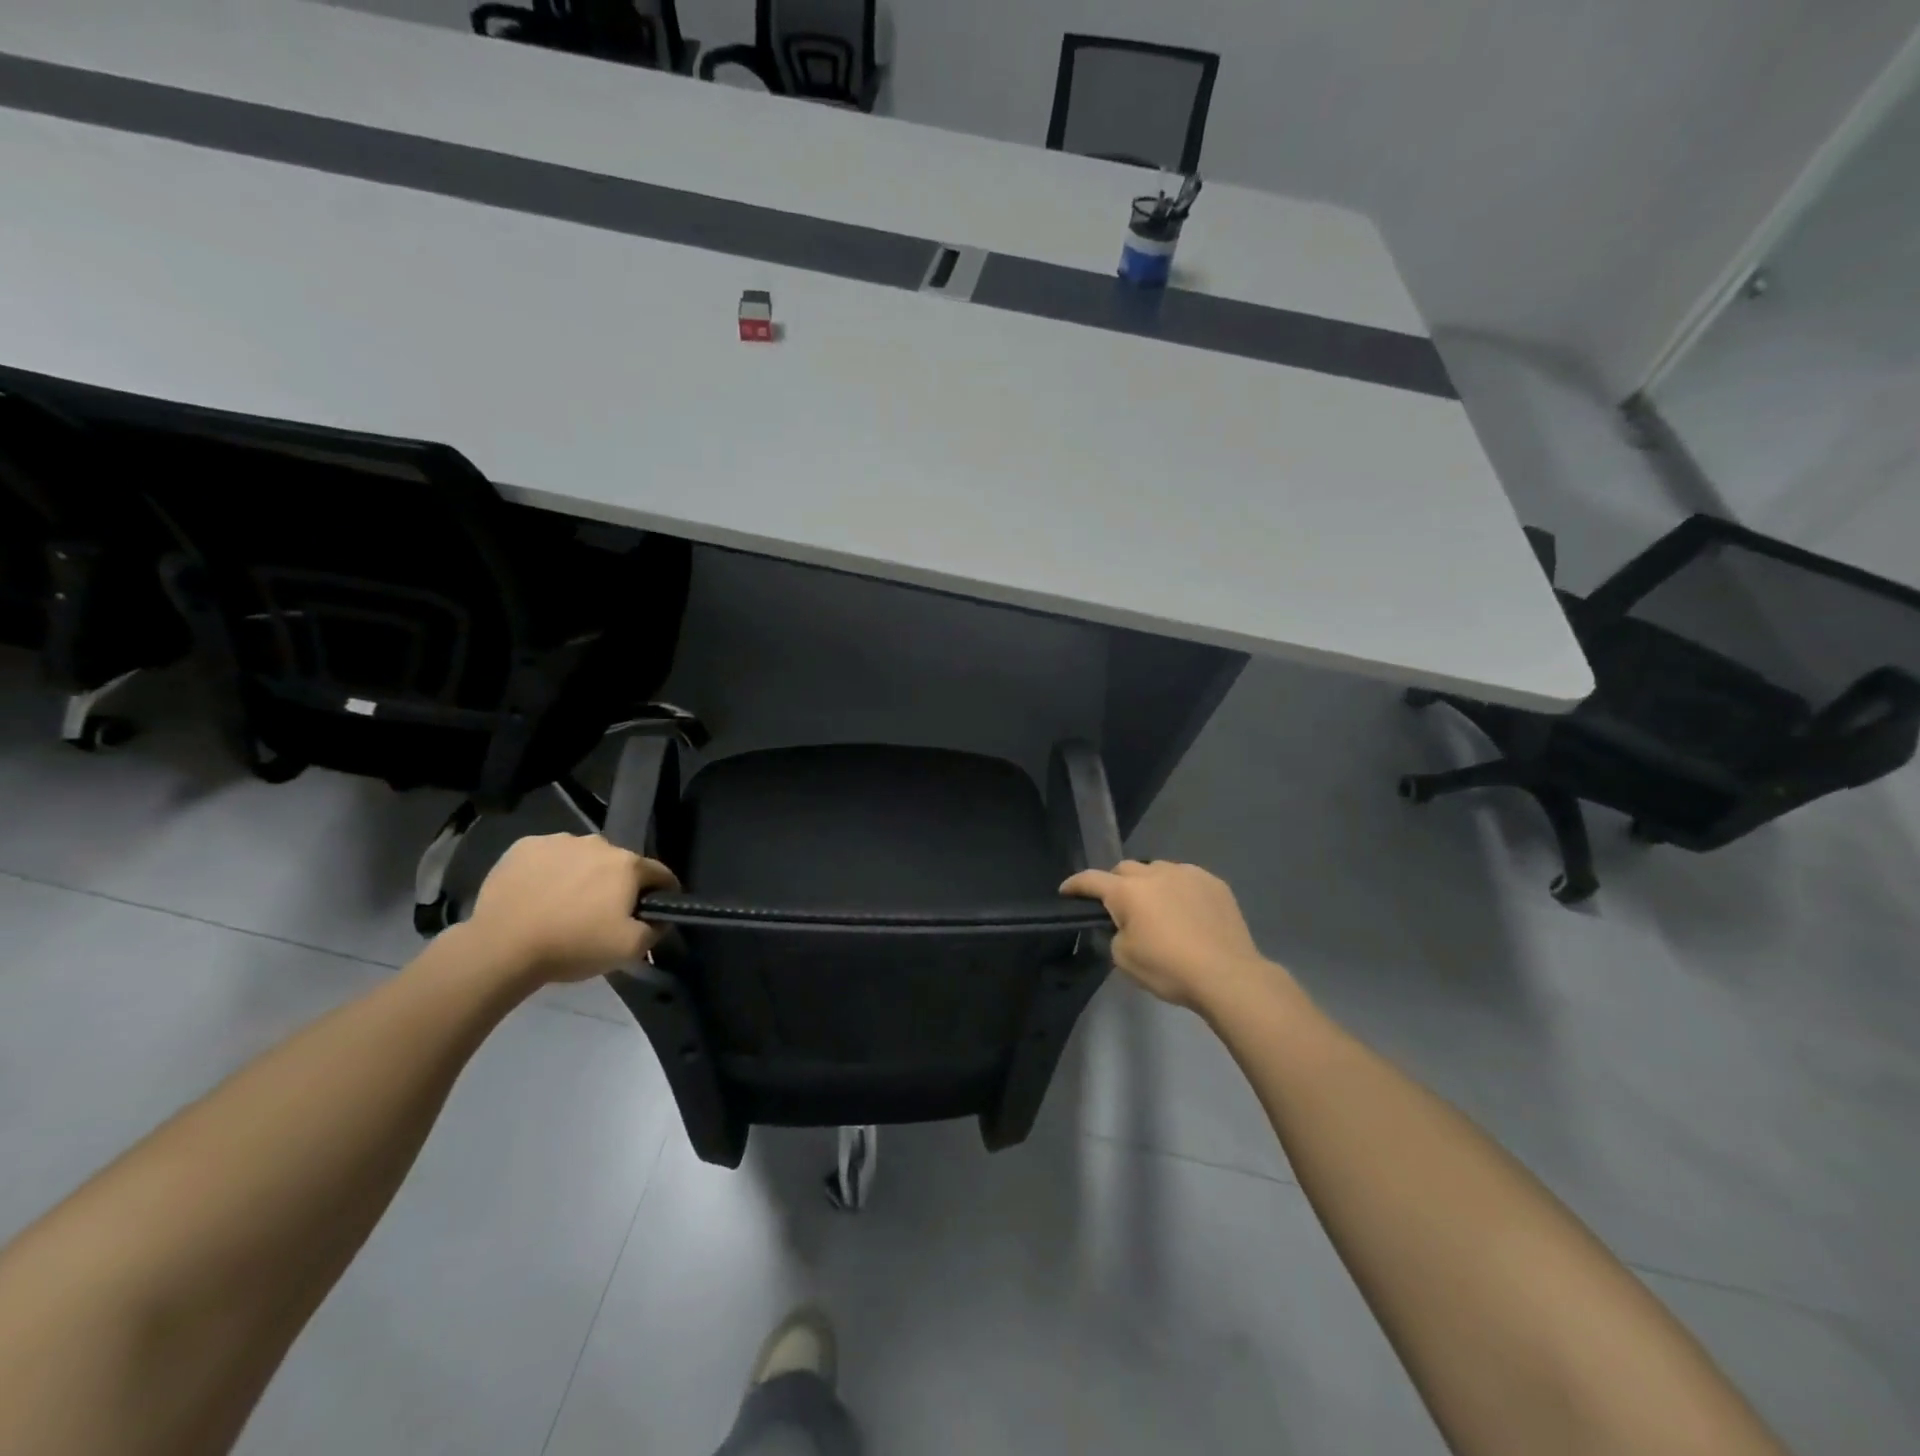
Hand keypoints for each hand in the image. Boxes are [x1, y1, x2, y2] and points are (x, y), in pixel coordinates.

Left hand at [466, 833, 679, 983]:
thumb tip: (660, 918)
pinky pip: (549, 856)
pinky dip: (550, 871)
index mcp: (627, 864)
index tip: (655, 910)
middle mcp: (598, 843)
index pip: (659, 874)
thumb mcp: (629, 949)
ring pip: (583, 857)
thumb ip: (656, 929)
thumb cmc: (573, 946)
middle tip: (602, 913)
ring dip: (582, 874)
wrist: (501, 947)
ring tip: (564, 903)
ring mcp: (558, 841)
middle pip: (619, 864)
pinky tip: (538, 894)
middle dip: (617, 884)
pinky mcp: (524, 846)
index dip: (663, 892)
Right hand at [1061, 860, 1284, 1012]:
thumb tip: (1124, 924)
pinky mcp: (1214, 883)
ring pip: (1158, 870)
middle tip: (1120, 907)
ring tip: (1158, 908)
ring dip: (1150, 885)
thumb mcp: (1124, 958)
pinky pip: (1186, 879)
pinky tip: (1188, 912)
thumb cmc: (1169, 969)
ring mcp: (1187, 874)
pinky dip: (1179, 890)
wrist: (1227, 975)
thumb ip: (1115, 933)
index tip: (1066, 891)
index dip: (1075, 884)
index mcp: (1127, 891)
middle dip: (1117, 884)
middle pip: (1125, 869)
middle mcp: (1154, 874)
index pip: (1091, 880)